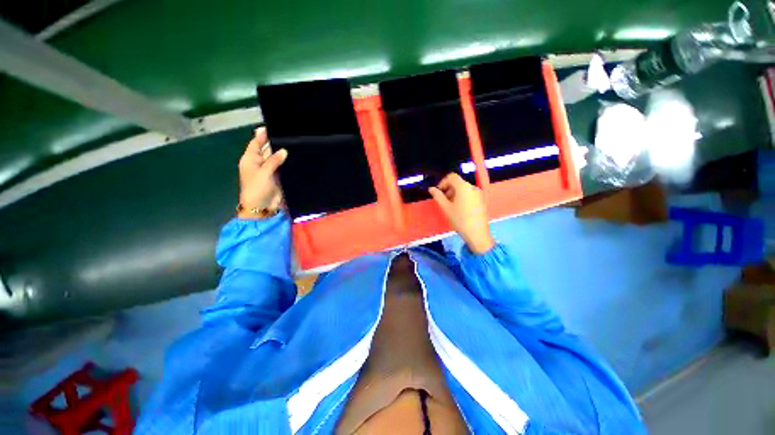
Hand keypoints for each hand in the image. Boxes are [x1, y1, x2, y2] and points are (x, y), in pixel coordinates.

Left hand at [237, 127, 286, 218]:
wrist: (262, 207)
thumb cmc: (257, 189)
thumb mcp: (263, 172)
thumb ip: (273, 160)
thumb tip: (284, 150)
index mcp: (250, 159)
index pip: (255, 143)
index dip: (262, 135)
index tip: (271, 126)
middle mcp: (259, 163)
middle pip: (267, 149)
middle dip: (275, 143)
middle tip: (288, 134)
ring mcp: (270, 170)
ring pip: (277, 158)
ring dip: (283, 153)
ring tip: (294, 143)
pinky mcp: (278, 177)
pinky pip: (283, 167)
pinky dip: (288, 163)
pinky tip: (296, 157)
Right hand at [429, 173, 494, 253]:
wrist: (477, 233)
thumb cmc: (460, 220)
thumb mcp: (446, 208)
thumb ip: (438, 196)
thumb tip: (431, 189)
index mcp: (463, 187)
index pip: (452, 177)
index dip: (443, 182)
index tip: (438, 192)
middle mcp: (472, 187)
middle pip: (458, 182)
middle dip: (448, 189)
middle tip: (443, 201)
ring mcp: (479, 193)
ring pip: (464, 188)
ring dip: (455, 193)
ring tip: (450, 206)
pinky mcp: (481, 200)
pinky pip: (469, 194)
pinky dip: (462, 197)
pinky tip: (459, 209)